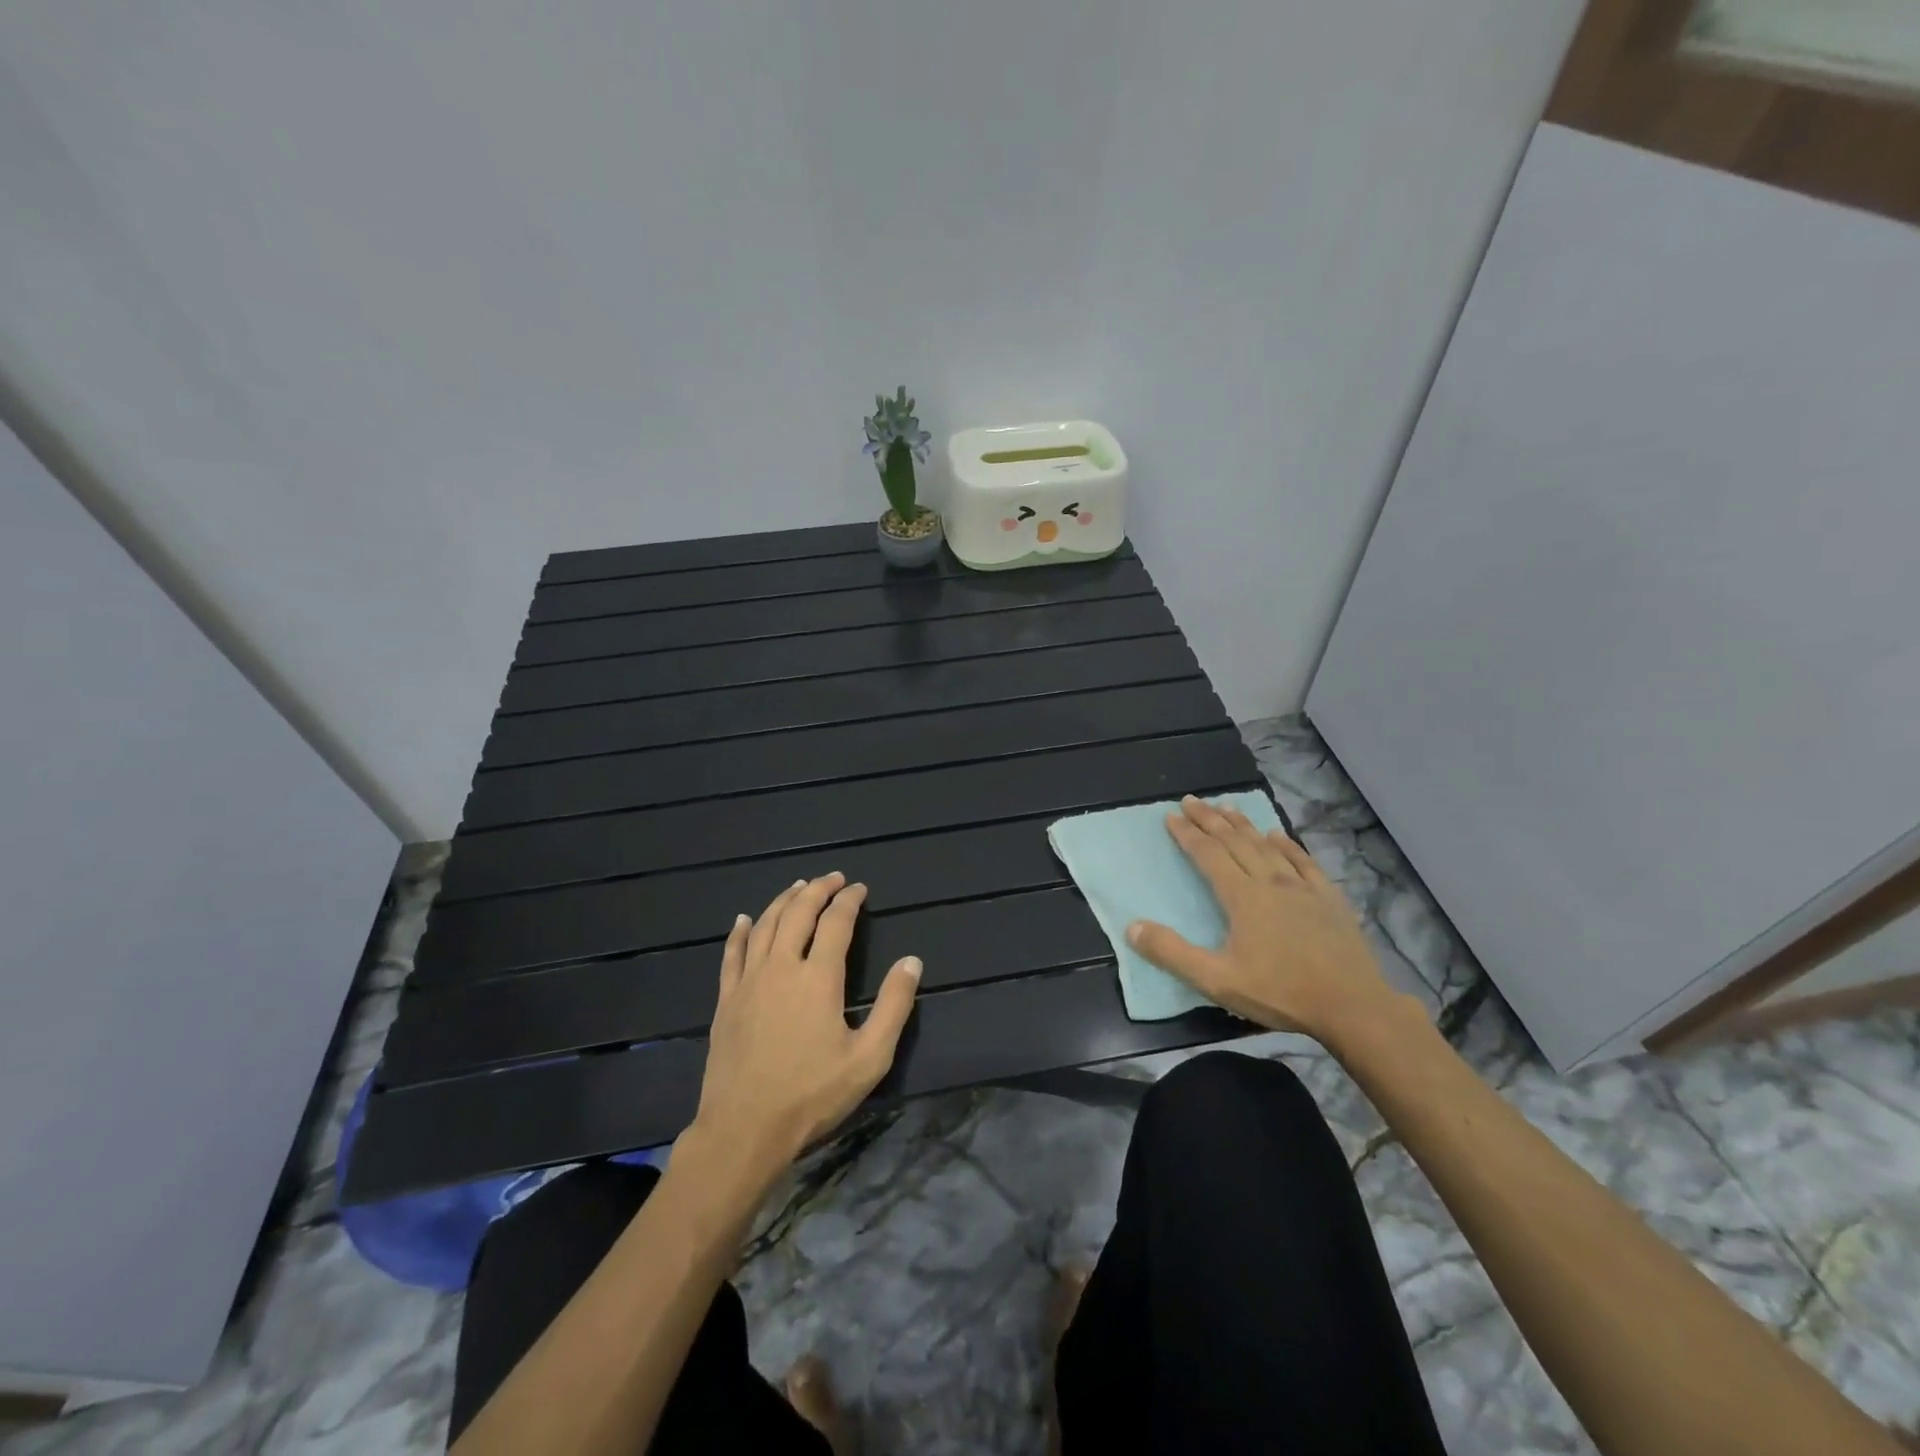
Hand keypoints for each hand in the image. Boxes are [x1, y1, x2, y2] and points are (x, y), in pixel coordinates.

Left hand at [687, 872, 921, 1180]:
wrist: (744, 1129)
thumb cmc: (812, 1095)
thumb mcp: (869, 1058)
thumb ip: (894, 1006)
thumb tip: (911, 961)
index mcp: (818, 978)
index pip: (836, 922)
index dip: (849, 900)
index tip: (859, 888)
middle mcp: (781, 967)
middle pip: (797, 912)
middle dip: (817, 889)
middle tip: (833, 878)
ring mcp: (748, 981)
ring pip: (765, 925)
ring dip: (783, 900)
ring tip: (798, 887)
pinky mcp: (726, 999)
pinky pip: (732, 953)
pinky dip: (741, 931)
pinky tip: (745, 919)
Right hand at [1126, 796, 1398, 1042]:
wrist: (1353, 1006)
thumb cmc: (1281, 993)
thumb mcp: (1217, 980)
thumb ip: (1172, 953)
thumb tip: (1132, 927)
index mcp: (1242, 897)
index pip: (1208, 855)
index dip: (1187, 834)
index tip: (1171, 815)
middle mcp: (1270, 882)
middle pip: (1235, 842)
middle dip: (1210, 819)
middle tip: (1192, 800)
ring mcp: (1303, 888)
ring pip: (1267, 846)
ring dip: (1244, 825)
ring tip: (1227, 807)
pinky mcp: (1329, 899)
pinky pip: (1304, 861)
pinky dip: (1287, 844)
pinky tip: (1278, 835)